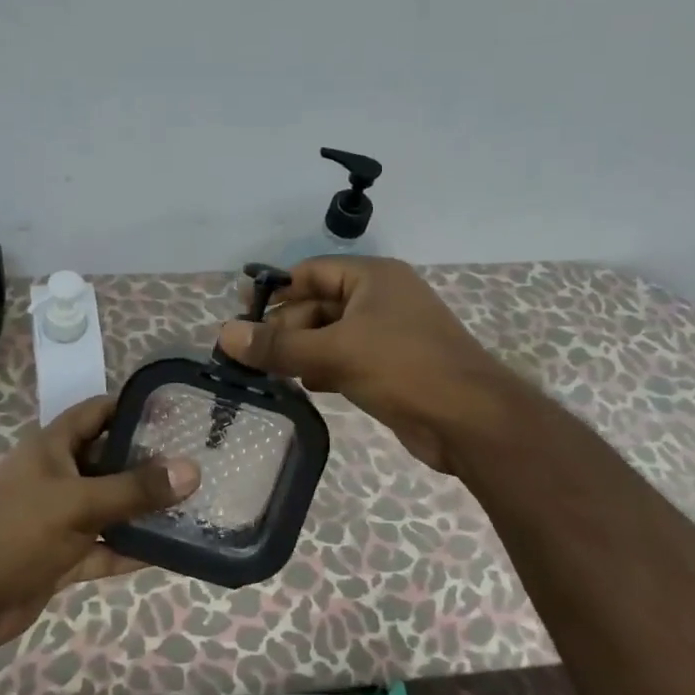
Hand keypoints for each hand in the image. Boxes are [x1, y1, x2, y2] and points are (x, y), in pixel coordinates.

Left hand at [0, 396, 199, 650]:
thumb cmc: (17, 533)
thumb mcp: (79, 503)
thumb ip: (135, 489)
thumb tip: (192, 470)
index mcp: (53, 448)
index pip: (97, 413)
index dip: (133, 406)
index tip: (177, 411)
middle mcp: (58, 476)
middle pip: (110, 460)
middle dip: (149, 462)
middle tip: (198, 461)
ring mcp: (61, 518)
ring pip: (111, 506)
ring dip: (144, 509)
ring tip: (194, 504)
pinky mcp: (65, 555)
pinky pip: (106, 546)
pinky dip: (132, 549)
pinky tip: (172, 551)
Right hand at [216, 256, 509, 473]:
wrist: (470, 421)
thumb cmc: (403, 368)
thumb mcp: (334, 352)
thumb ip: (278, 346)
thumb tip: (224, 334)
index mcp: (372, 278)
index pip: (311, 273)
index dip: (275, 291)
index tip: (239, 312)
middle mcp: (380, 300)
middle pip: (318, 306)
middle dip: (284, 329)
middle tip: (247, 355)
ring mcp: (387, 335)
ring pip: (329, 337)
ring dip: (299, 353)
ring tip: (264, 373)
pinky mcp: (390, 369)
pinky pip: (344, 360)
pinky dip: (321, 370)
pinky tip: (300, 387)